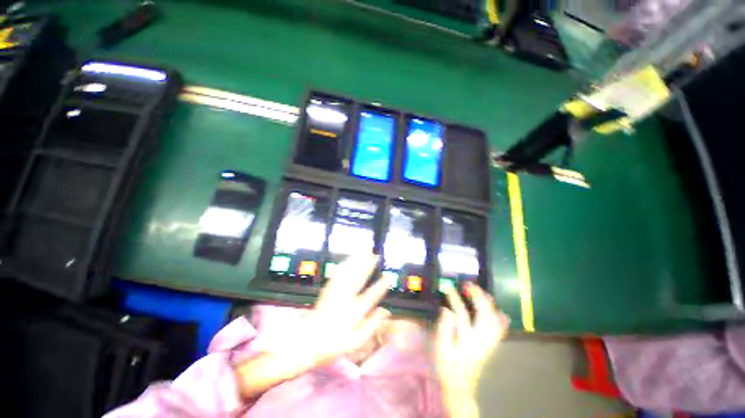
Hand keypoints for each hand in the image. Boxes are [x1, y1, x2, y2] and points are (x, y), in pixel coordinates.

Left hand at [235, 253, 390, 399]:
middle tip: (376, 255)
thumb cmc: (334, 344)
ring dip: (357, 260)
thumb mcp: (356, 342)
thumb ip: (372, 325)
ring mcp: (334, 293)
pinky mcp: (327, 290)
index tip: (389, 277)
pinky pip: (337, 274)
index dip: (380, 286)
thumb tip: (386, 311)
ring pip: (348, 273)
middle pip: (358, 279)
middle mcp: (344, 300)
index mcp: (353, 313)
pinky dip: (345, 264)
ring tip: (364, 250)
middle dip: (368, 266)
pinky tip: (350, 258)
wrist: (307, 342)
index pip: (370, 297)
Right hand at [435, 283, 508, 415]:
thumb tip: (446, 309)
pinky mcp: (491, 345)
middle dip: (477, 296)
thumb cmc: (447, 366)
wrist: (460, 386)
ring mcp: (489, 342)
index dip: (455, 298)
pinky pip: (500, 329)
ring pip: (494, 319)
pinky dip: (500, 318)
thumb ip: (443, 328)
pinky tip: (498, 311)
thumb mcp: (440, 348)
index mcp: (467, 340)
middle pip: (484, 314)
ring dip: (488, 303)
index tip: (448, 287)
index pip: (462, 314)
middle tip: (467, 284)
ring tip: (480, 291)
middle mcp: (482, 340)